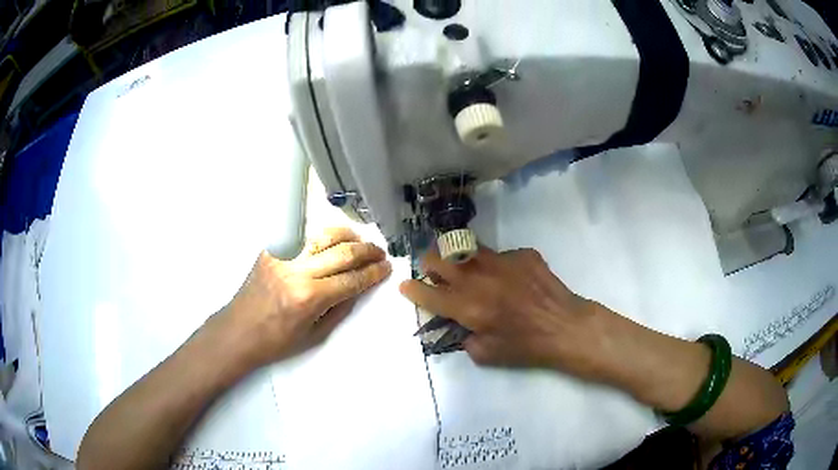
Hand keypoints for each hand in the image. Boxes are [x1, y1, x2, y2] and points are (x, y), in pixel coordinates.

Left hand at [217, 227, 391, 368]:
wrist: (239, 331)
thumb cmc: (277, 341)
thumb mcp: (316, 335)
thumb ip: (341, 308)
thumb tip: (359, 286)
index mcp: (309, 298)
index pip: (352, 279)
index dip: (374, 273)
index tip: (387, 267)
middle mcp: (297, 271)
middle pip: (342, 252)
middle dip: (367, 251)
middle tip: (380, 253)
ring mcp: (282, 256)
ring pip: (323, 235)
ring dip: (347, 235)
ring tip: (360, 241)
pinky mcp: (272, 250)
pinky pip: (303, 235)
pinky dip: (322, 236)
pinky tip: (332, 241)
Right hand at [399, 247, 628, 382]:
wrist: (566, 326)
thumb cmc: (526, 346)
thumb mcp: (487, 355)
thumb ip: (463, 339)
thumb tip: (458, 324)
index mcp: (467, 306)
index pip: (427, 293)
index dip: (411, 289)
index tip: (405, 286)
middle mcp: (478, 278)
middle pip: (438, 258)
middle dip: (429, 264)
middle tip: (434, 273)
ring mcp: (501, 261)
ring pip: (465, 247)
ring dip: (458, 258)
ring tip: (467, 270)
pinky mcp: (522, 254)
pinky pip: (499, 255)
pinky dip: (496, 266)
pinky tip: (511, 280)